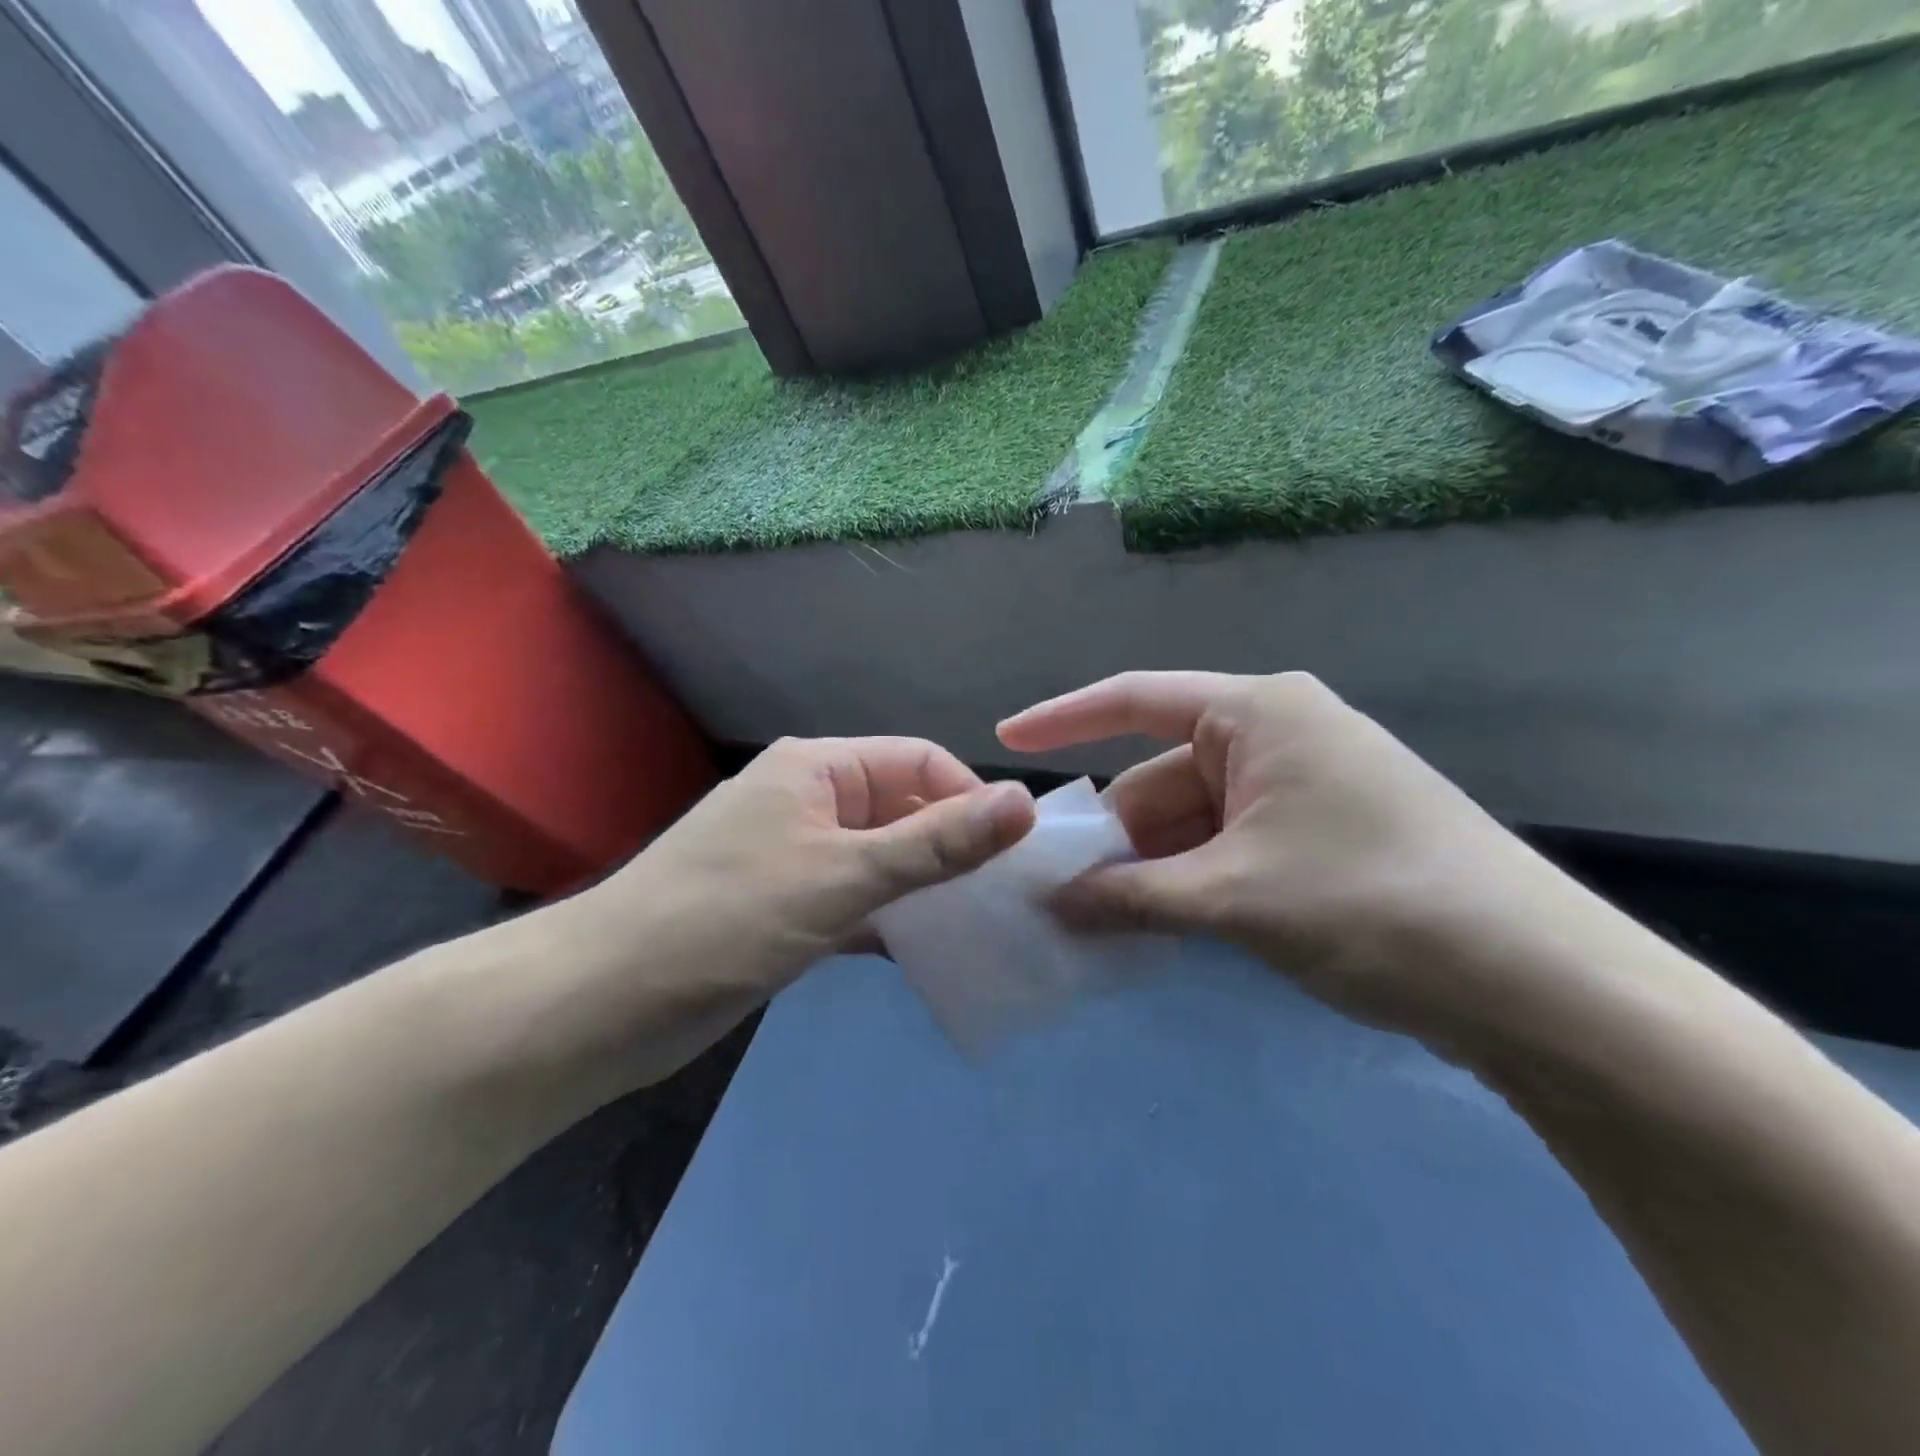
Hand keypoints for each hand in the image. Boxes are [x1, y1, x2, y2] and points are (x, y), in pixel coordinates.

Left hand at [577, 736, 1036, 1000]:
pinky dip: (888, 920)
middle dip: (952, 848)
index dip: (970, 799)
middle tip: (1003, 899)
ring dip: (924, 888)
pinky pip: (854, 900)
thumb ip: (937, 842)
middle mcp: (808, 801)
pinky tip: (924, 952)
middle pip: (901, 809)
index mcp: (818, 768)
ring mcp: (793, 856)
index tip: (1013, 856)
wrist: (601, 1003)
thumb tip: (1024, 801)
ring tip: (978, 926)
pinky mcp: (783, 907)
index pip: (919, 762)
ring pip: (881, 859)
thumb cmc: (727, 920)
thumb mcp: (844, 876)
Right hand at [998, 672, 1581, 1045]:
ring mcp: (1302, 786)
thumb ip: (1131, 897)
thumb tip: (1053, 905)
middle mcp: (1278, 734)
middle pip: (1162, 776)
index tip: (1005, 740)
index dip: (1064, 719)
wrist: (1536, 983)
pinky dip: (1191, 881)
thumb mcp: (1232, 897)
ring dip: (1151, 867)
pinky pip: (1228, 846)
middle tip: (1056, 891)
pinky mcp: (1320, 834)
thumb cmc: (1371, 903)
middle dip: (1113, 833)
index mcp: (1258, 713)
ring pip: (1194, 819)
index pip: (1135, 699)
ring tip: (1101, 922)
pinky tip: (1162, 925)